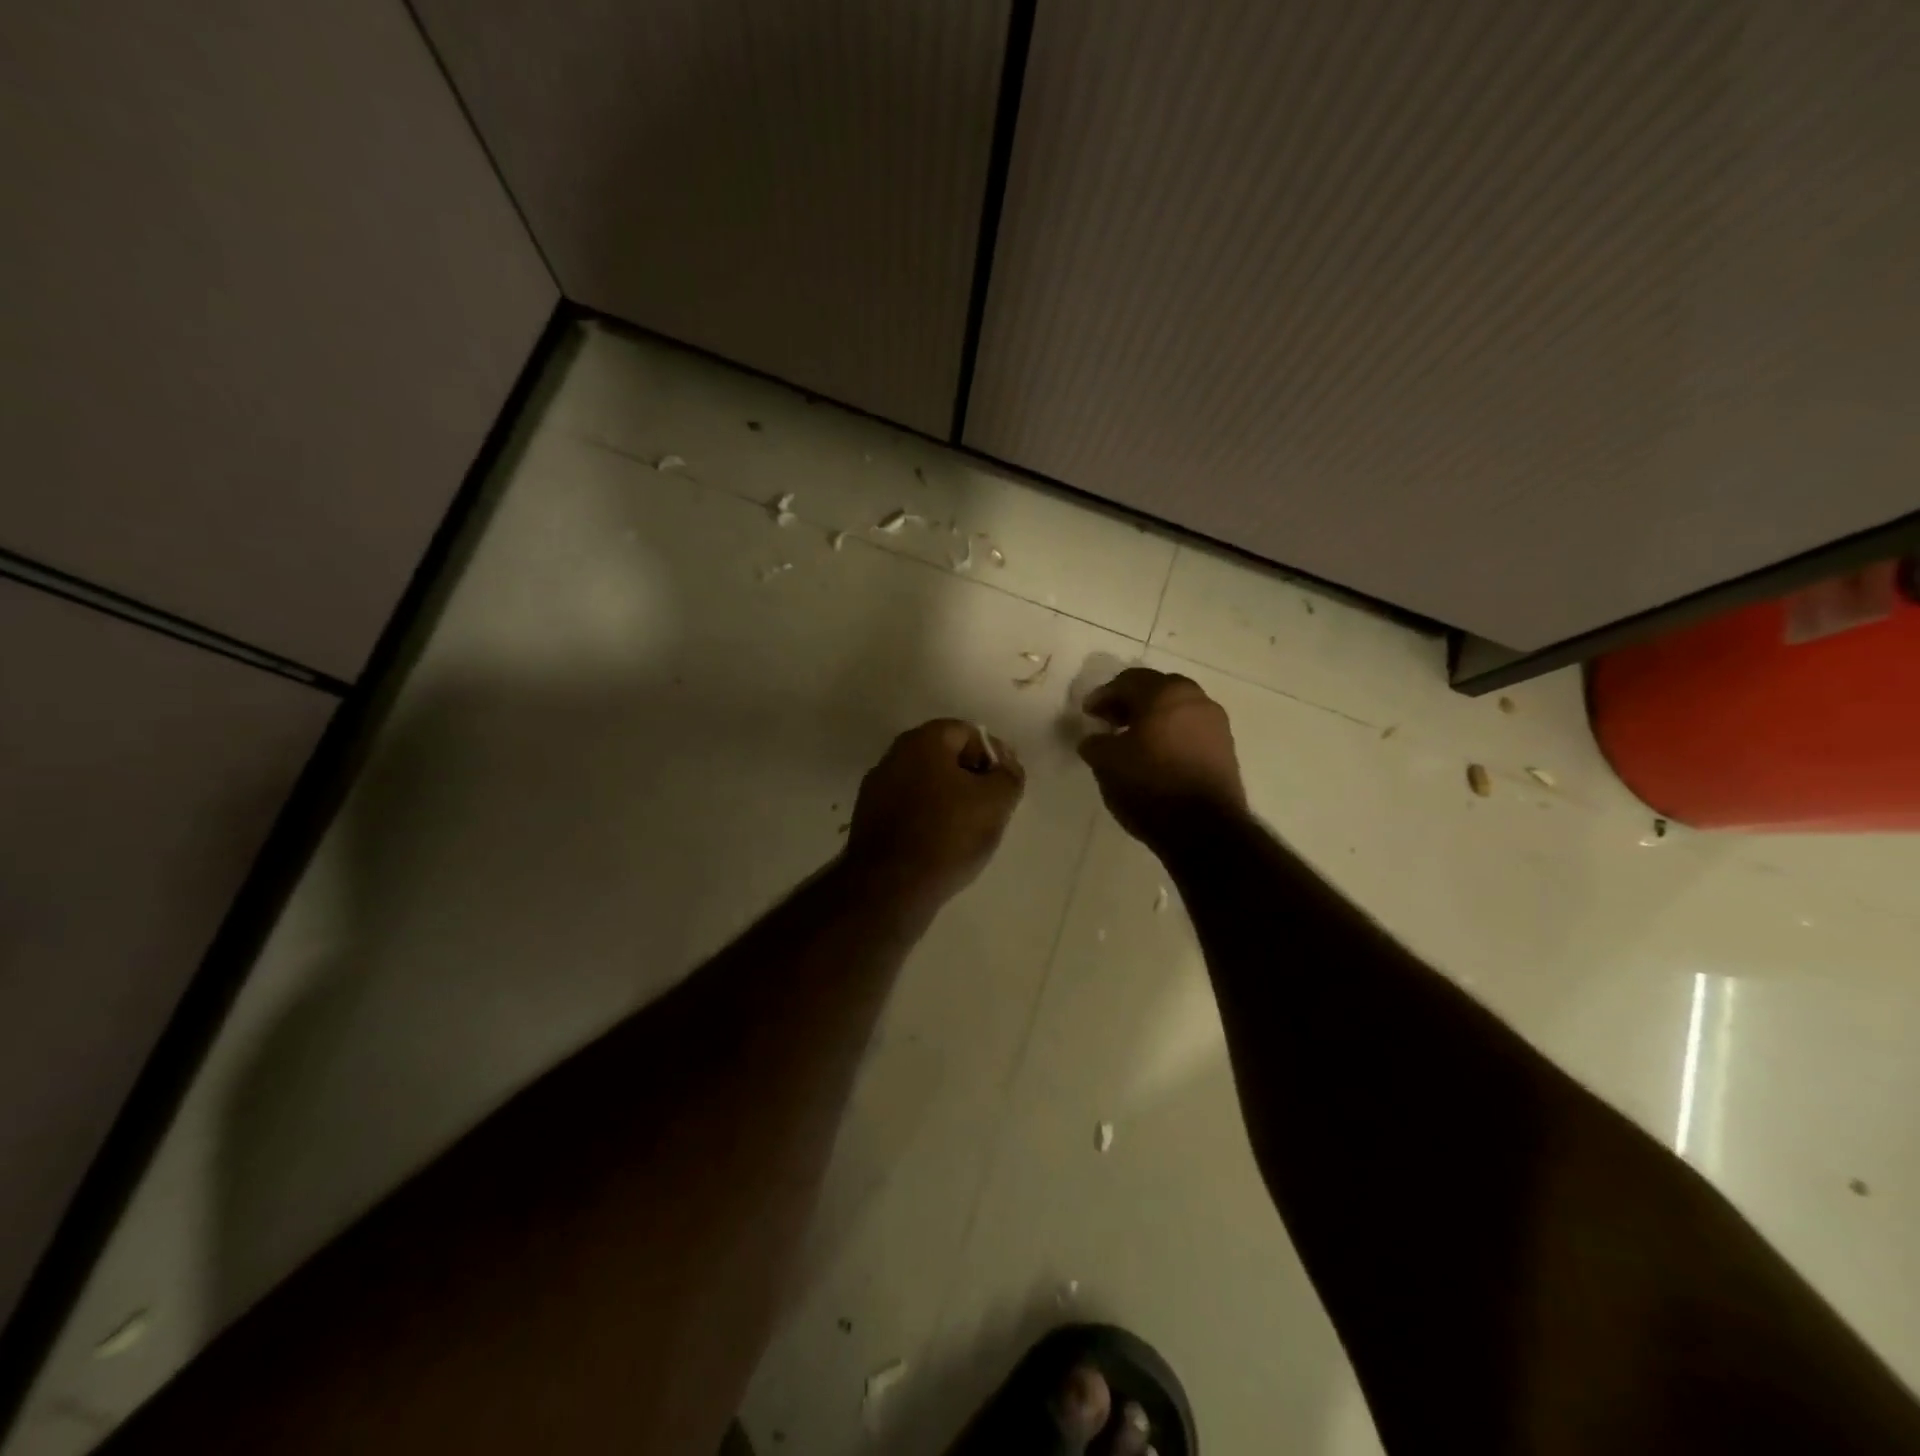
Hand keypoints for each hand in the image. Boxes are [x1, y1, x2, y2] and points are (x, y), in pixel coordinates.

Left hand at [845, 719, 1025, 907]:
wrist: (889, 887)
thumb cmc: (947, 835)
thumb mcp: (995, 802)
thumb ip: (1008, 776)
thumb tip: (1006, 768)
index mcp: (922, 741)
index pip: (967, 732)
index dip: (994, 754)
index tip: (1007, 784)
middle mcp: (894, 756)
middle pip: (944, 757)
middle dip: (972, 776)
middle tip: (993, 805)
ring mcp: (877, 789)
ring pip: (927, 784)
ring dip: (951, 799)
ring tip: (971, 829)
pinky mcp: (870, 820)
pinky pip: (910, 808)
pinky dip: (929, 818)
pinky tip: (943, 844)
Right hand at [1078, 668, 1246, 847]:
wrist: (1204, 829)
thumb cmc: (1150, 785)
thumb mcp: (1106, 763)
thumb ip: (1095, 743)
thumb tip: (1094, 739)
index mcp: (1165, 693)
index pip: (1128, 681)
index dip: (1103, 695)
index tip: (1087, 713)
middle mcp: (1195, 699)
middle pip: (1156, 690)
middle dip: (1129, 703)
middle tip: (1109, 721)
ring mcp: (1216, 723)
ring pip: (1176, 709)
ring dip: (1151, 718)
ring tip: (1131, 741)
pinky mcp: (1225, 748)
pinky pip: (1190, 730)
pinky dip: (1170, 734)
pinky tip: (1155, 756)